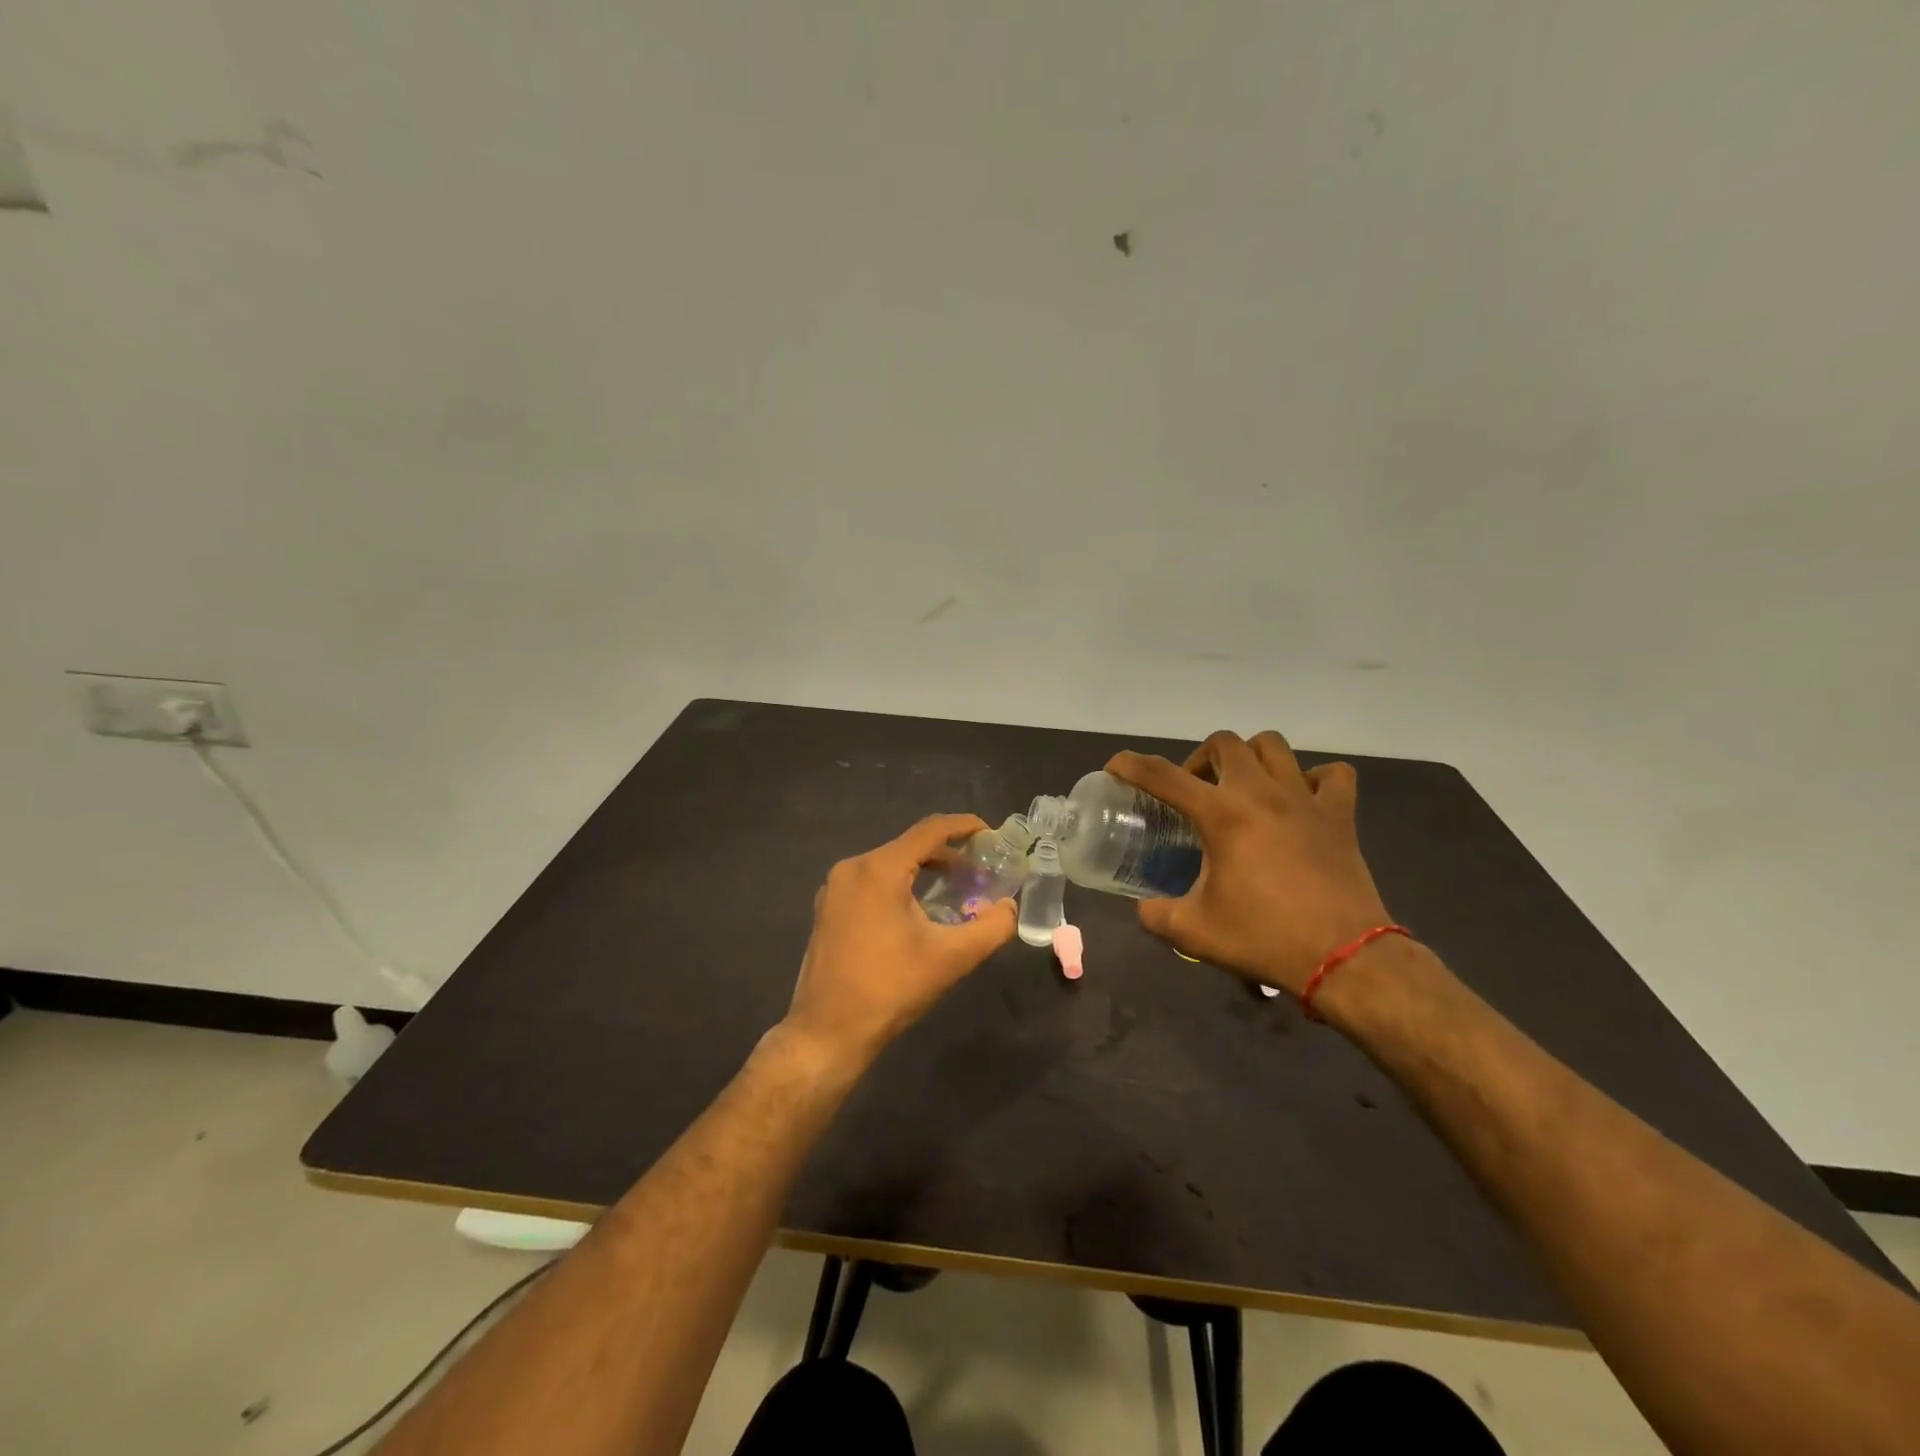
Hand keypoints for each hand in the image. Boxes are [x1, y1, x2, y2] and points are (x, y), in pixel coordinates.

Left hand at [782, 814, 1016, 1068]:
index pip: (930, 830)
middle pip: (909, 846)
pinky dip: (900, 885)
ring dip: (924, 871)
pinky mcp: (828, 908)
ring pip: (889, 864)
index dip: (964, 826)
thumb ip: (991, 927)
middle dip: (948, 854)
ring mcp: (834, 888)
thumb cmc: (890, 989)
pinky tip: (918, 911)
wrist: (827, 1033)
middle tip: (980, 871)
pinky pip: (871, 882)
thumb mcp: (951, 958)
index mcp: (879, 869)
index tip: (991, 834)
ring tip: (955, 890)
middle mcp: (852, 868)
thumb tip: (1009, 907)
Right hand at [1107, 731, 1392, 996]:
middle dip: (1199, 759)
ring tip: (1241, 787)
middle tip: (1194, 791)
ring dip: (1249, 757)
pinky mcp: (1341, 816)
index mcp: (1222, 816)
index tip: (1116, 766)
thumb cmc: (1264, 939)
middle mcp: (1261, 794)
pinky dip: (1313, 778)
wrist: (1344, 959)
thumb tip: (1143, 908)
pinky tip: (1300, 800)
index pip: (1163, 775)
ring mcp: (1306, 799)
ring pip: (1273, 746)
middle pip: (1224, 743)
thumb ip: (1156, 914)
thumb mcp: (1193, 932)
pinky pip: (1331, 775)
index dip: (1131, 765)